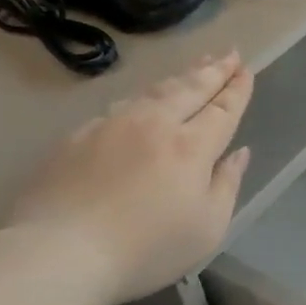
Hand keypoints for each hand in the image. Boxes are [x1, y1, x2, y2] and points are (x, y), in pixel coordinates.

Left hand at [6, 52, 253, 304]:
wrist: (59, 252)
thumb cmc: (146, 248)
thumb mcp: (207, 228)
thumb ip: (227, 185)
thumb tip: (239, 153)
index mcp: (191, 146)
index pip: (222, 109)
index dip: (237, 89)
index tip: (247, 69)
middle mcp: (154, 124)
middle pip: (190, 88)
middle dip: (213, 70)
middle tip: (229, 52)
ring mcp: (112, 125)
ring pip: (154, 91)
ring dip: (181, 76)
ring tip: (195, 65)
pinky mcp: (78, 136)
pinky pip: (120, 106)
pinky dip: (142, 97)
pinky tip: (142, 100)